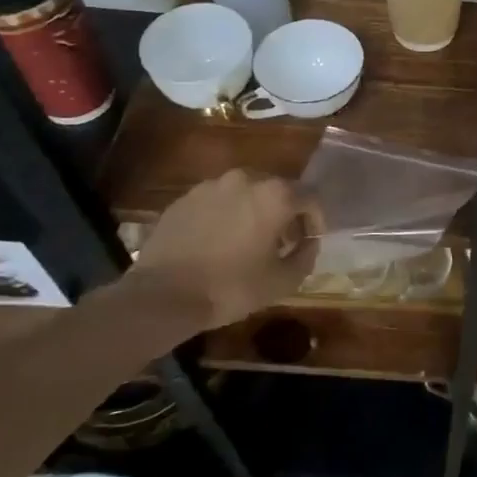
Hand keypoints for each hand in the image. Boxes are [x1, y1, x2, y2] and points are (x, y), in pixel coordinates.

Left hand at [124, 170, 322, 328]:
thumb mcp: (282, 281)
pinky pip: (217, 202)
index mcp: (275, 195)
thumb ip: (306, 256)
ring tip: (247, 242)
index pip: (311, 198)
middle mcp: (246, 179)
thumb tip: (308, 243)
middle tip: (281, 242)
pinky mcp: (184, 198)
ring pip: (245, 194)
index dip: (315, 220)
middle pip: (278, 191)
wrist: (161, 296)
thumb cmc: (230, 287)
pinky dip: (225, 216)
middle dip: (285, 214)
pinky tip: (217, 243)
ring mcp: (211, 186)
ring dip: (254, 212)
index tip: (310, 242)